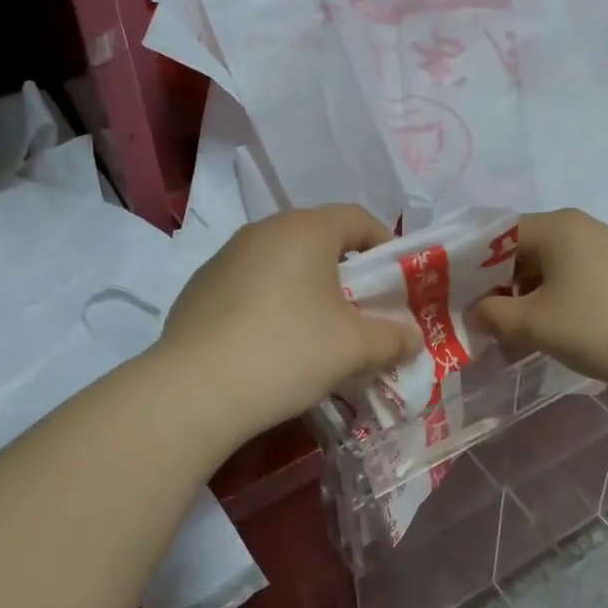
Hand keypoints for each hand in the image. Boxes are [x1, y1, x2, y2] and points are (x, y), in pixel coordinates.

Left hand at [159, 205, 419, 439]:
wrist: (194, 390)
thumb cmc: (288, 351)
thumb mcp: (354, 348)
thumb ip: (393, 338)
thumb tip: (413, 338)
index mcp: (305, 230)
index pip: (357, 218)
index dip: (384, 245)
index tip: (396, 281)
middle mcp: (262, 231)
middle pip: (318, 239)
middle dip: (346, 272)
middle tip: (361, 311)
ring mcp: (225, 258)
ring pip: (281, 263)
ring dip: (306, 288)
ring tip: (316, 332)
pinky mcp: (199, 288)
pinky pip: (250, 286)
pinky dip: (271, 304)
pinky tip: (270, 345)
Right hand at [472, 209, 607, 396]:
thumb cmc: (600, 326)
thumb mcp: (535, 324)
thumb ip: (492, 316)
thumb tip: (473, 312)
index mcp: (554, 226)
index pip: (493, 235)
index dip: (468, 266)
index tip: (452, 297)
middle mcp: (577, 226)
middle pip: (518, 250)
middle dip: (495, 285)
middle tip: (480, 319)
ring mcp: (601, 247)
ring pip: (544, 267)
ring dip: (522, 296)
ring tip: (511, 331)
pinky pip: (569, 277)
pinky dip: (550, 299)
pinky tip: (547, 329)